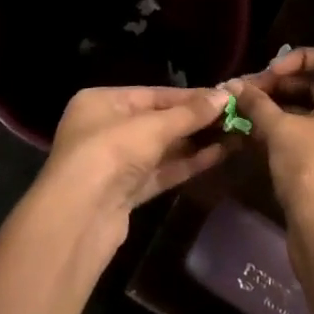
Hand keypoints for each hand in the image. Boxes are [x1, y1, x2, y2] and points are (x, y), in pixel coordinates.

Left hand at [37, 87, 233, 248]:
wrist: (78, 219)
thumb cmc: (110, 153)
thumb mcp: (153, 126)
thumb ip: (191, 112)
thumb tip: (226, 95)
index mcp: (101, 102)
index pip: (153, 94)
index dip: (190, 96)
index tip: (225, 97)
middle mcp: (105, 128)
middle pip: (159, 121)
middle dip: (196, 121)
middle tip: (235, 116)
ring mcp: (114, 163)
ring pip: (162, 148)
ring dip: (196, 142)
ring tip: (235, 135)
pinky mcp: (125, 192)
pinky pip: (161, 171)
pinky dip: (187, 164)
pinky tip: (219, 155)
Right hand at [229, 48, 313, 246]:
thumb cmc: (312, 169)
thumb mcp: (280, 130)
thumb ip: (257, 102)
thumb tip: (232, 85)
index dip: (298, 58)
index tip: (269, 72)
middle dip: (281, 86)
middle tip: (248, 93)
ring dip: (281, 109)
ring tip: (246, 113)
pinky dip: (291, 132)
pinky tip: (257, 136)